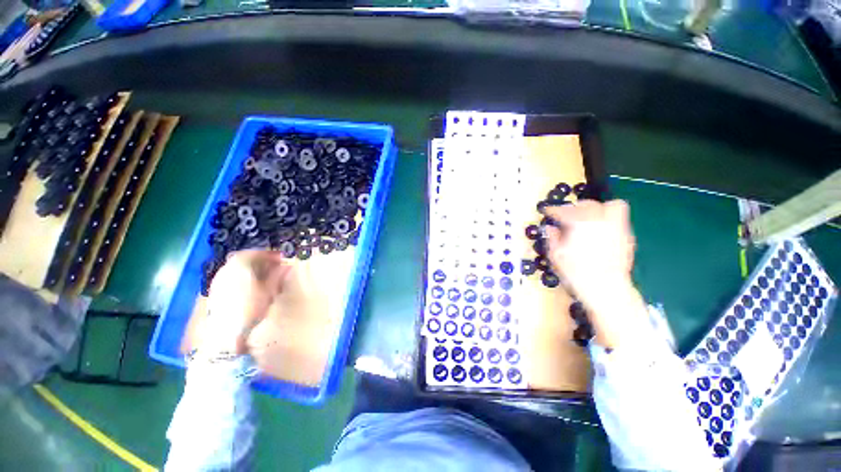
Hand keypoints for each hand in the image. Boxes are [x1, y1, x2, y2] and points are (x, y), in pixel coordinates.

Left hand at [199, 250, 290, 356]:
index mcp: (239, 266)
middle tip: (275, 266)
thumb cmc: (251, 308)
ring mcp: (218, 280)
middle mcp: (226, 269)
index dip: (270, 254)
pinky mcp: (215, 291)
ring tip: (265, 277)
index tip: (282, 259)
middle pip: (244, 258)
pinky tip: (251, 286)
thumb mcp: (269, 290)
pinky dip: (243, 277)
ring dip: (251, 269)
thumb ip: (278, 275)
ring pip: (237, 268)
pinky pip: (231, 277)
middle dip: (261, 261)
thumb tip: (287, 266)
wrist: (226, 334)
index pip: (256, 252)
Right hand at [542, 200, 647, 348]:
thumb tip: (550, 227)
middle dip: (575, 208)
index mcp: (580, 224)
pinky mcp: (627, 236)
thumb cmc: (576, 272)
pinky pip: (618, 219)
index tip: (547, 211)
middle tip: (567, 216)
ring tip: (587, 219)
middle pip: (588, 204)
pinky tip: (599, 231)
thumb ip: (552, 237)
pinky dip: (607, 220)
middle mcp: (601, 220)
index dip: (553, 210)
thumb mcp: (556, 255)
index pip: (564, 211)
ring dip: (596, 209)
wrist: (606, 288)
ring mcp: (617, 227)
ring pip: (610, 205)